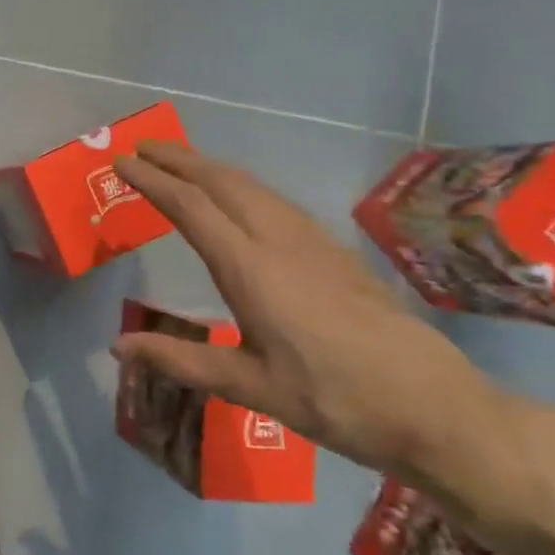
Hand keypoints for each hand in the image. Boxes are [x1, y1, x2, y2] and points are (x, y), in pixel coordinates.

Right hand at [113, 140, 534, 502]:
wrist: (436, 407)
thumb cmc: (335, 399)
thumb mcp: (250, 387)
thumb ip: (181, 361)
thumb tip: (117, 347)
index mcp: (252, 269)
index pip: (192, 208)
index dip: (154, 181)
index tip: (123, 163)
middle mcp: (280, 242)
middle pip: (222, 182)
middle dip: (179, 159)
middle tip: (142, 148)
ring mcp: (313, 242)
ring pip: (252, 186)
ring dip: (210, 167)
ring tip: (180, 162)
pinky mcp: (335, 251)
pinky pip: (275, 200)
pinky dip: (240, 184)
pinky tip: (239, 197)